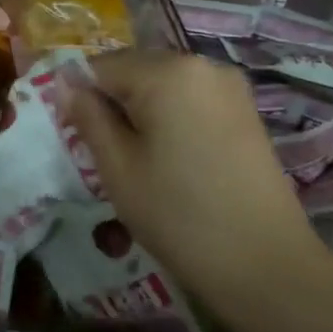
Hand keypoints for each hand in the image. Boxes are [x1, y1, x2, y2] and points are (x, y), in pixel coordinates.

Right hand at [65, 50, 332, 326]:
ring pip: (162, 87)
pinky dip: (171, 120)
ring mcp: (229, 87)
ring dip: (142, 113)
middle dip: (113, 104)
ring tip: (141, 162)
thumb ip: (87, 115)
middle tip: (107, 155)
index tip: (77, 138)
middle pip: (134, 71)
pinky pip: (190, 101)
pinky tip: (173, 161)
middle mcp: (201, 65)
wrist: (267, 266)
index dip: (81, 99)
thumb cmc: (178, 214)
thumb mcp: (117, 166)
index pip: (100, 67)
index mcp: (167, 71)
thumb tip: (65, 84)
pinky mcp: (246, 111)